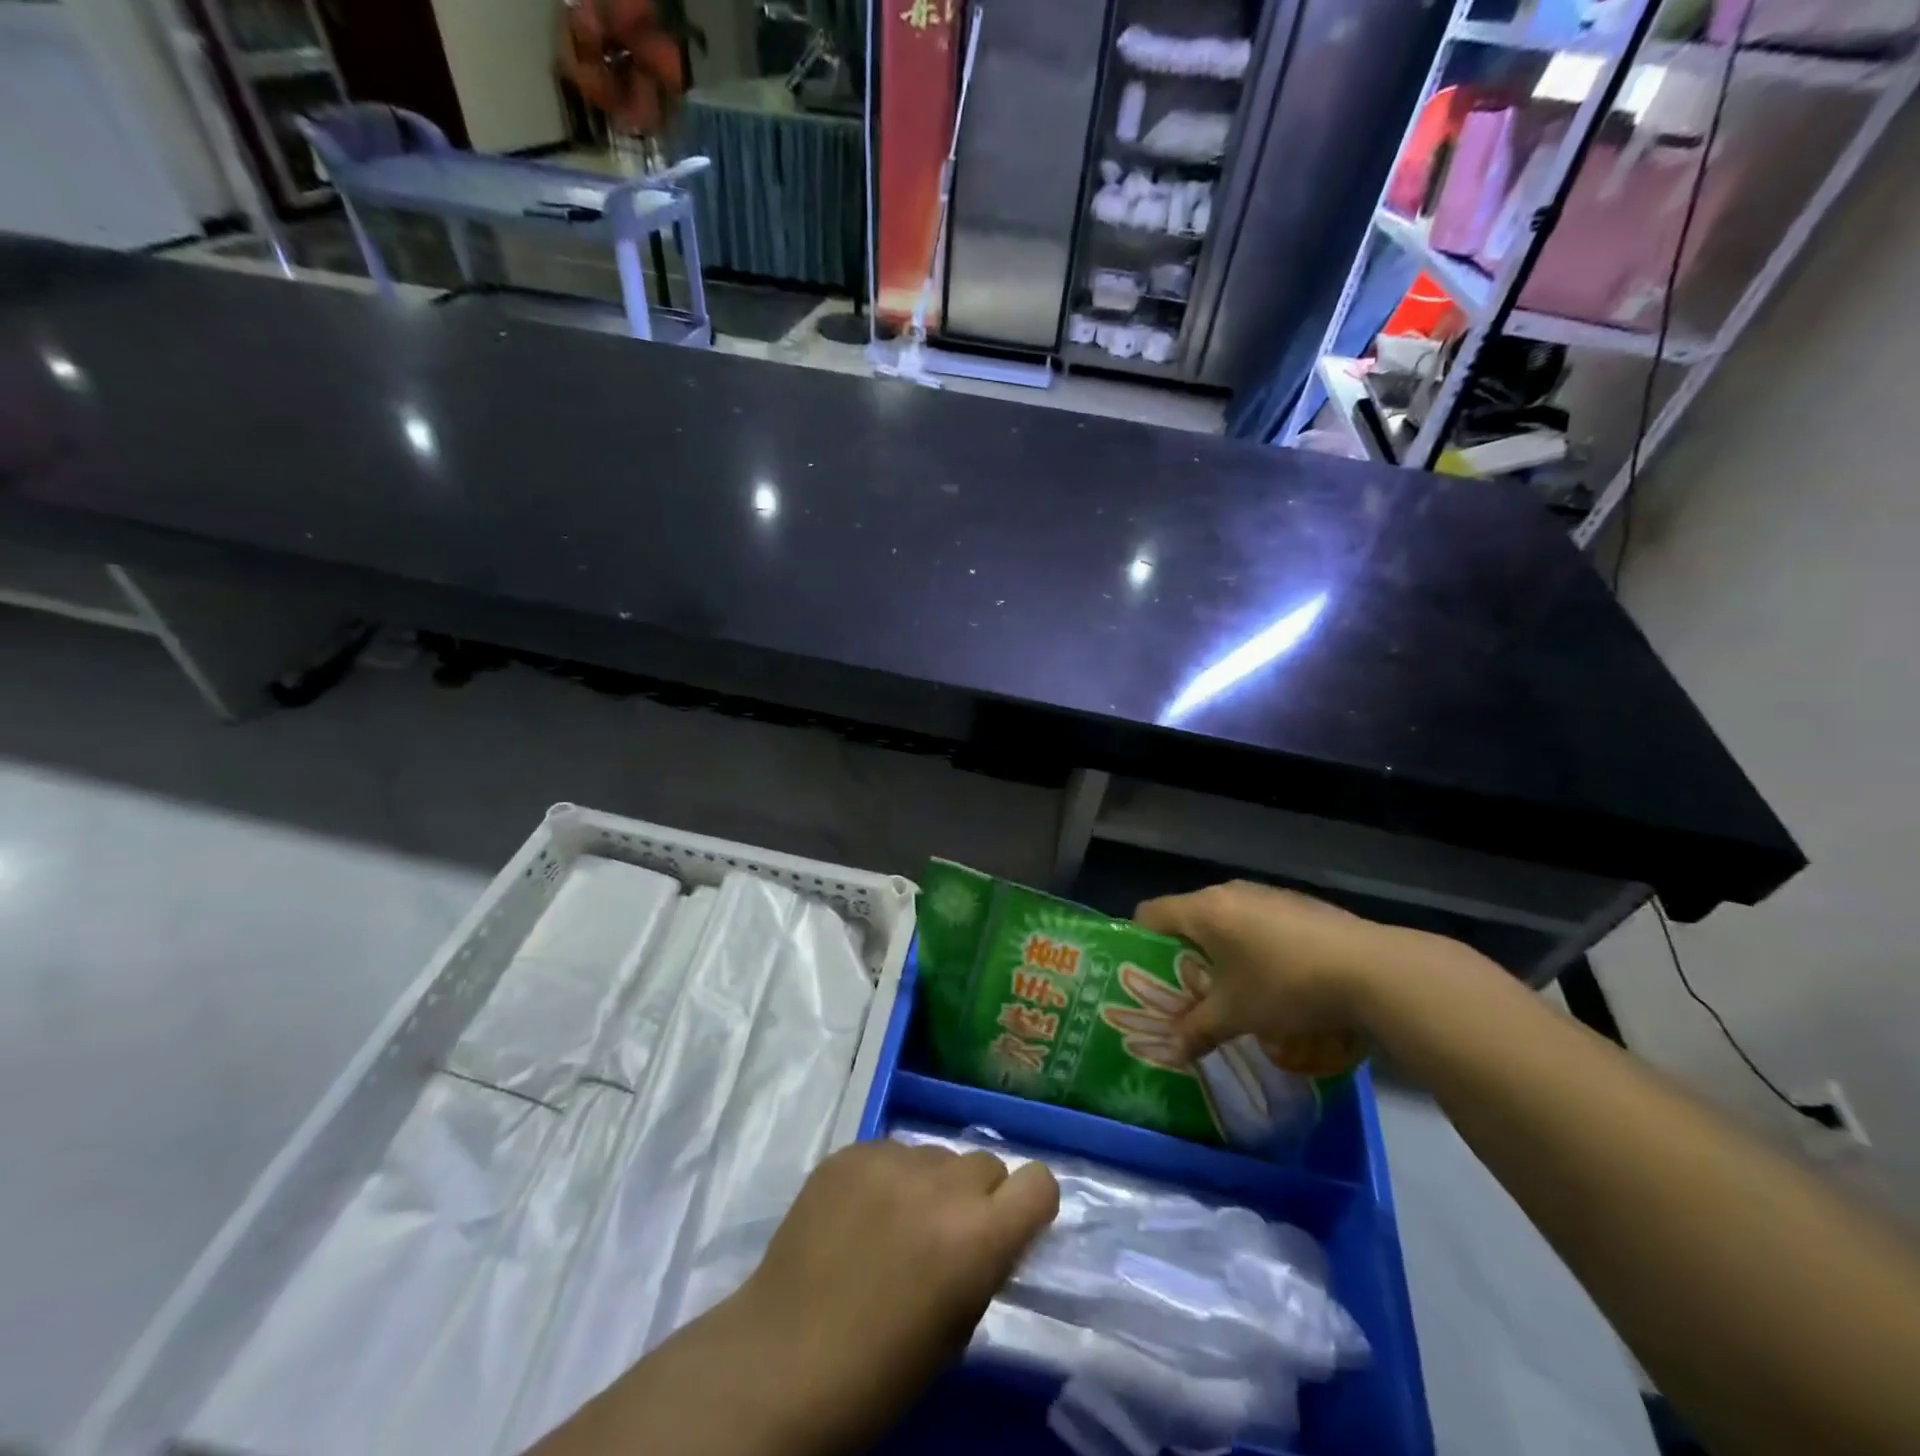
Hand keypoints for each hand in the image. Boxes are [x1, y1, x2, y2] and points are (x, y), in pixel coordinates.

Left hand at [728, 1138, 1059, 1452]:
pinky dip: (886, 1178)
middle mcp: (941, 1183)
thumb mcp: (957, 1329)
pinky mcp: (850, 1151)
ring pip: (936, 1155)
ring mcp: (890, 1159)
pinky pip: (890, 1152)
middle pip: (985, 1164)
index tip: (1011, 1227)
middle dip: (976, 1197)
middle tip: (945, 1234)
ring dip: (930, 1184)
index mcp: (977, 1236)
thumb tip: (992, 1231)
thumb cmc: (879, 1372)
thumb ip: (985, 1265)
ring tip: (894, 1224)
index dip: (1030, 1205)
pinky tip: (858, 1216)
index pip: (1039, 1182)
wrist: (781, 1361)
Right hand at [1135, 881, 1424, 1073]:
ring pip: (1224, 919)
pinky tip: (1273, 979)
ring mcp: (1266, 894)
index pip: (1149, 913)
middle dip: (1182, 954)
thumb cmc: (1286, 985)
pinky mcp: (1297, 904)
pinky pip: (1256, 920)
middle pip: (1186, 917)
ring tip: (1230, 990)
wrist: (1371, 969)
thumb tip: (1171, 1050)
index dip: (1139, 944)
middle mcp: (1229, 892)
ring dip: (1219, 950)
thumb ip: (1198, 1030)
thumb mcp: (1237, 1014)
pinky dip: (1252, 945)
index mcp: (1203, 910)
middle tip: (1185, 992)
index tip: (1145, 978)